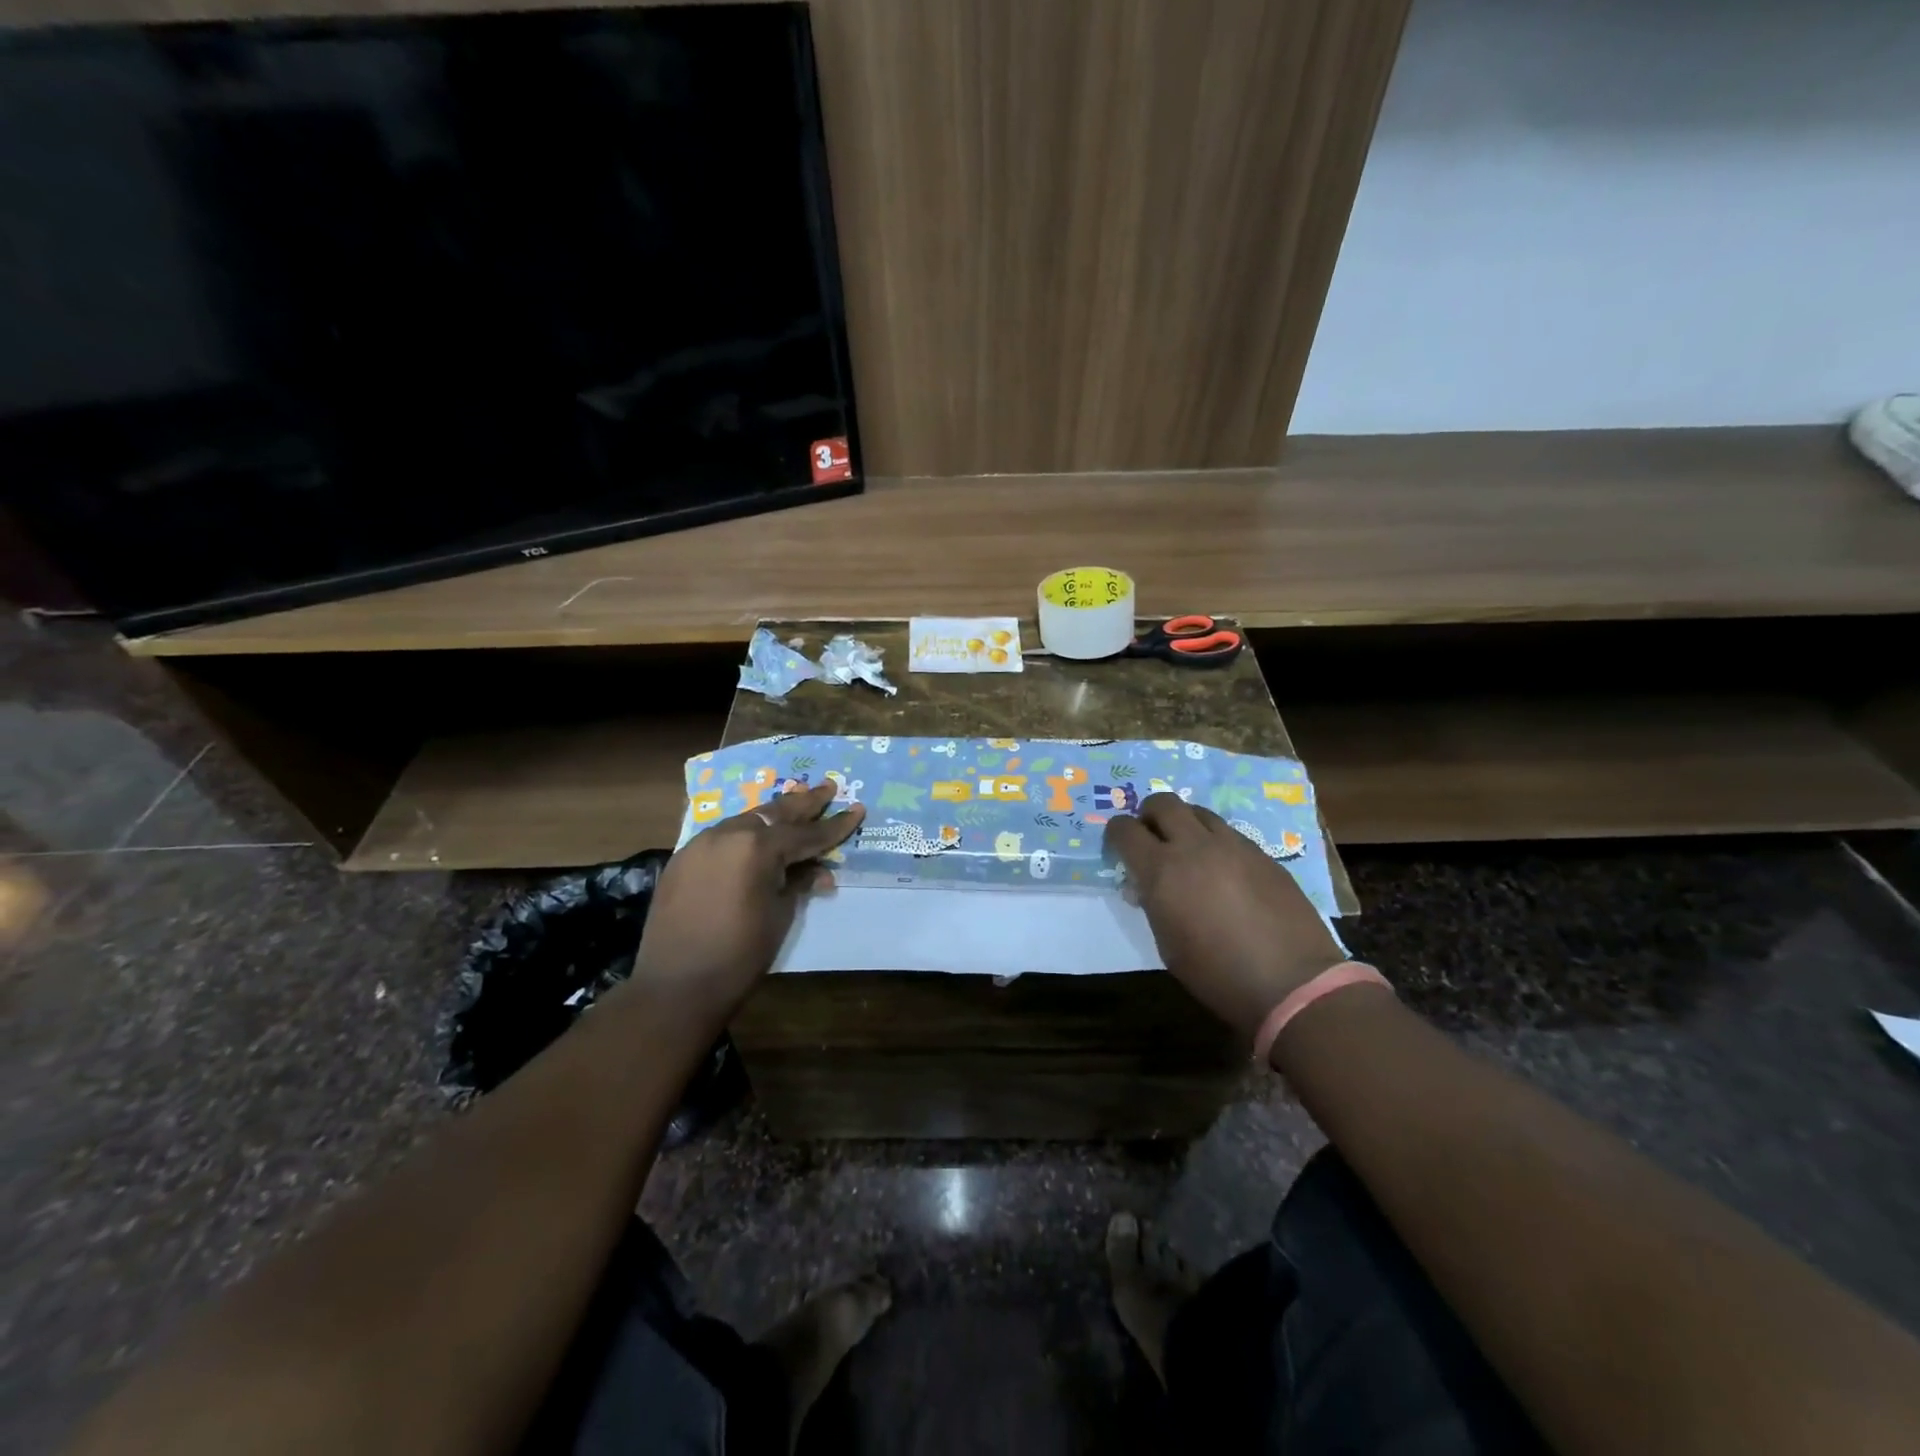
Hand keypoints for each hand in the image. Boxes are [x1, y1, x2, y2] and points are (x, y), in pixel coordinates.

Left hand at [632, 784, 863, 1019]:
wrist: (676, 985)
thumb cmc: (740, 954)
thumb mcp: (780, 915)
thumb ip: (798, 883)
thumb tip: (818, 871)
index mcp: (757, 847)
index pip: (806, 834)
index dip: (835, 826)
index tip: (858, 809)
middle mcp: (728, 834)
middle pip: (775, 813)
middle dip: (805, 802)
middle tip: (828, 787)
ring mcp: (701, 844)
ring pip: (746, 820)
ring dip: (773, 813)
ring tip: (796, 800)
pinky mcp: (683, 859)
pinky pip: (722, 836)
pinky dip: (745, 832)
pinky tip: (756, 834)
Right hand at [1105, 793, 1345, 1042]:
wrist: (1292, 983)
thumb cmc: (1217, 975)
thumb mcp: (1167, 945)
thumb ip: (1151, 904)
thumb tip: (1144, 885)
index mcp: (1161, 870)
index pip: (1125, 829)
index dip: (1116, 834)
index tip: (1118, 848)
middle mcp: (1194, 846)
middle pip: (1162, 803)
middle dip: (1149, 815)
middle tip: (1151, 838)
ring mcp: (1233, 845)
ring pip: (1198, 811)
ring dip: (1185, 824)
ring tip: (1188, 850)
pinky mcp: (1262, 853)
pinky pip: (1229, 833)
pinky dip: (1215, 842)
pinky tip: (1224, 870)